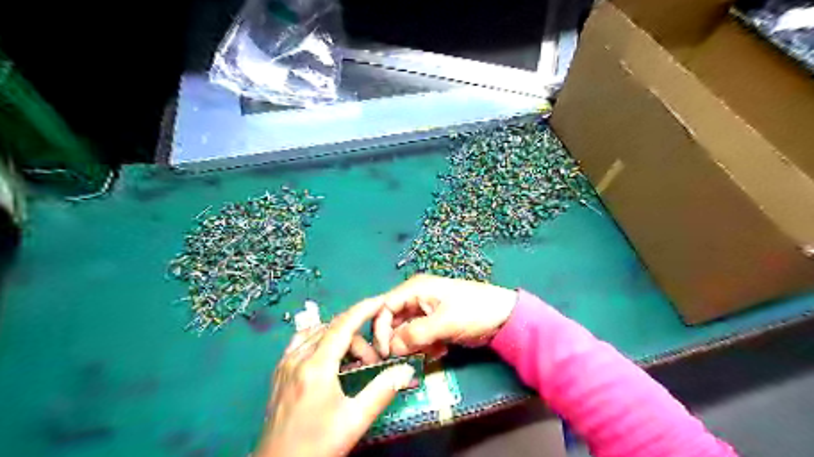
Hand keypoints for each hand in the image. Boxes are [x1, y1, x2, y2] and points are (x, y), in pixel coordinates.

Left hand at [253, 300, 415, 456]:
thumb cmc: (317, 444)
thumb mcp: (354, 421)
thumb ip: (381, 391)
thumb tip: (405, 369)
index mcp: (316, 366)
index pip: (343, 325)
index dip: (364, 309)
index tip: (381, 301)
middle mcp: (297, 358)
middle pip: (333, 330)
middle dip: (357, 337)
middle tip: (373, 361)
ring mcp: (285, 364)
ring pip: (317, 333)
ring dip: (339, 337)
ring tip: (354, 359)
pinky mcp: (279, 372)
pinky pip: (302, 341)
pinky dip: (320, 338)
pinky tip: (328, 352)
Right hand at [370, 273, 512, 357]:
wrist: (505, 318)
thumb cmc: (474, 312)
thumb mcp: (444, 322)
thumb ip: (415, 334)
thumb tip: (391, 349)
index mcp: (415, 289)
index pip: (384, 307)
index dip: (380, 329)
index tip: (385, 353)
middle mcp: (415, 298)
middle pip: (392, 321)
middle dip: (398, 341)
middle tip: (408, 358)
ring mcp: (424, 311)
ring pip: (405, 332)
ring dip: (413, 346)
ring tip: (431, 352)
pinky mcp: (433, 324)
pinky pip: (418, 338)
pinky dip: (424, 347)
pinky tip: (440, 351)